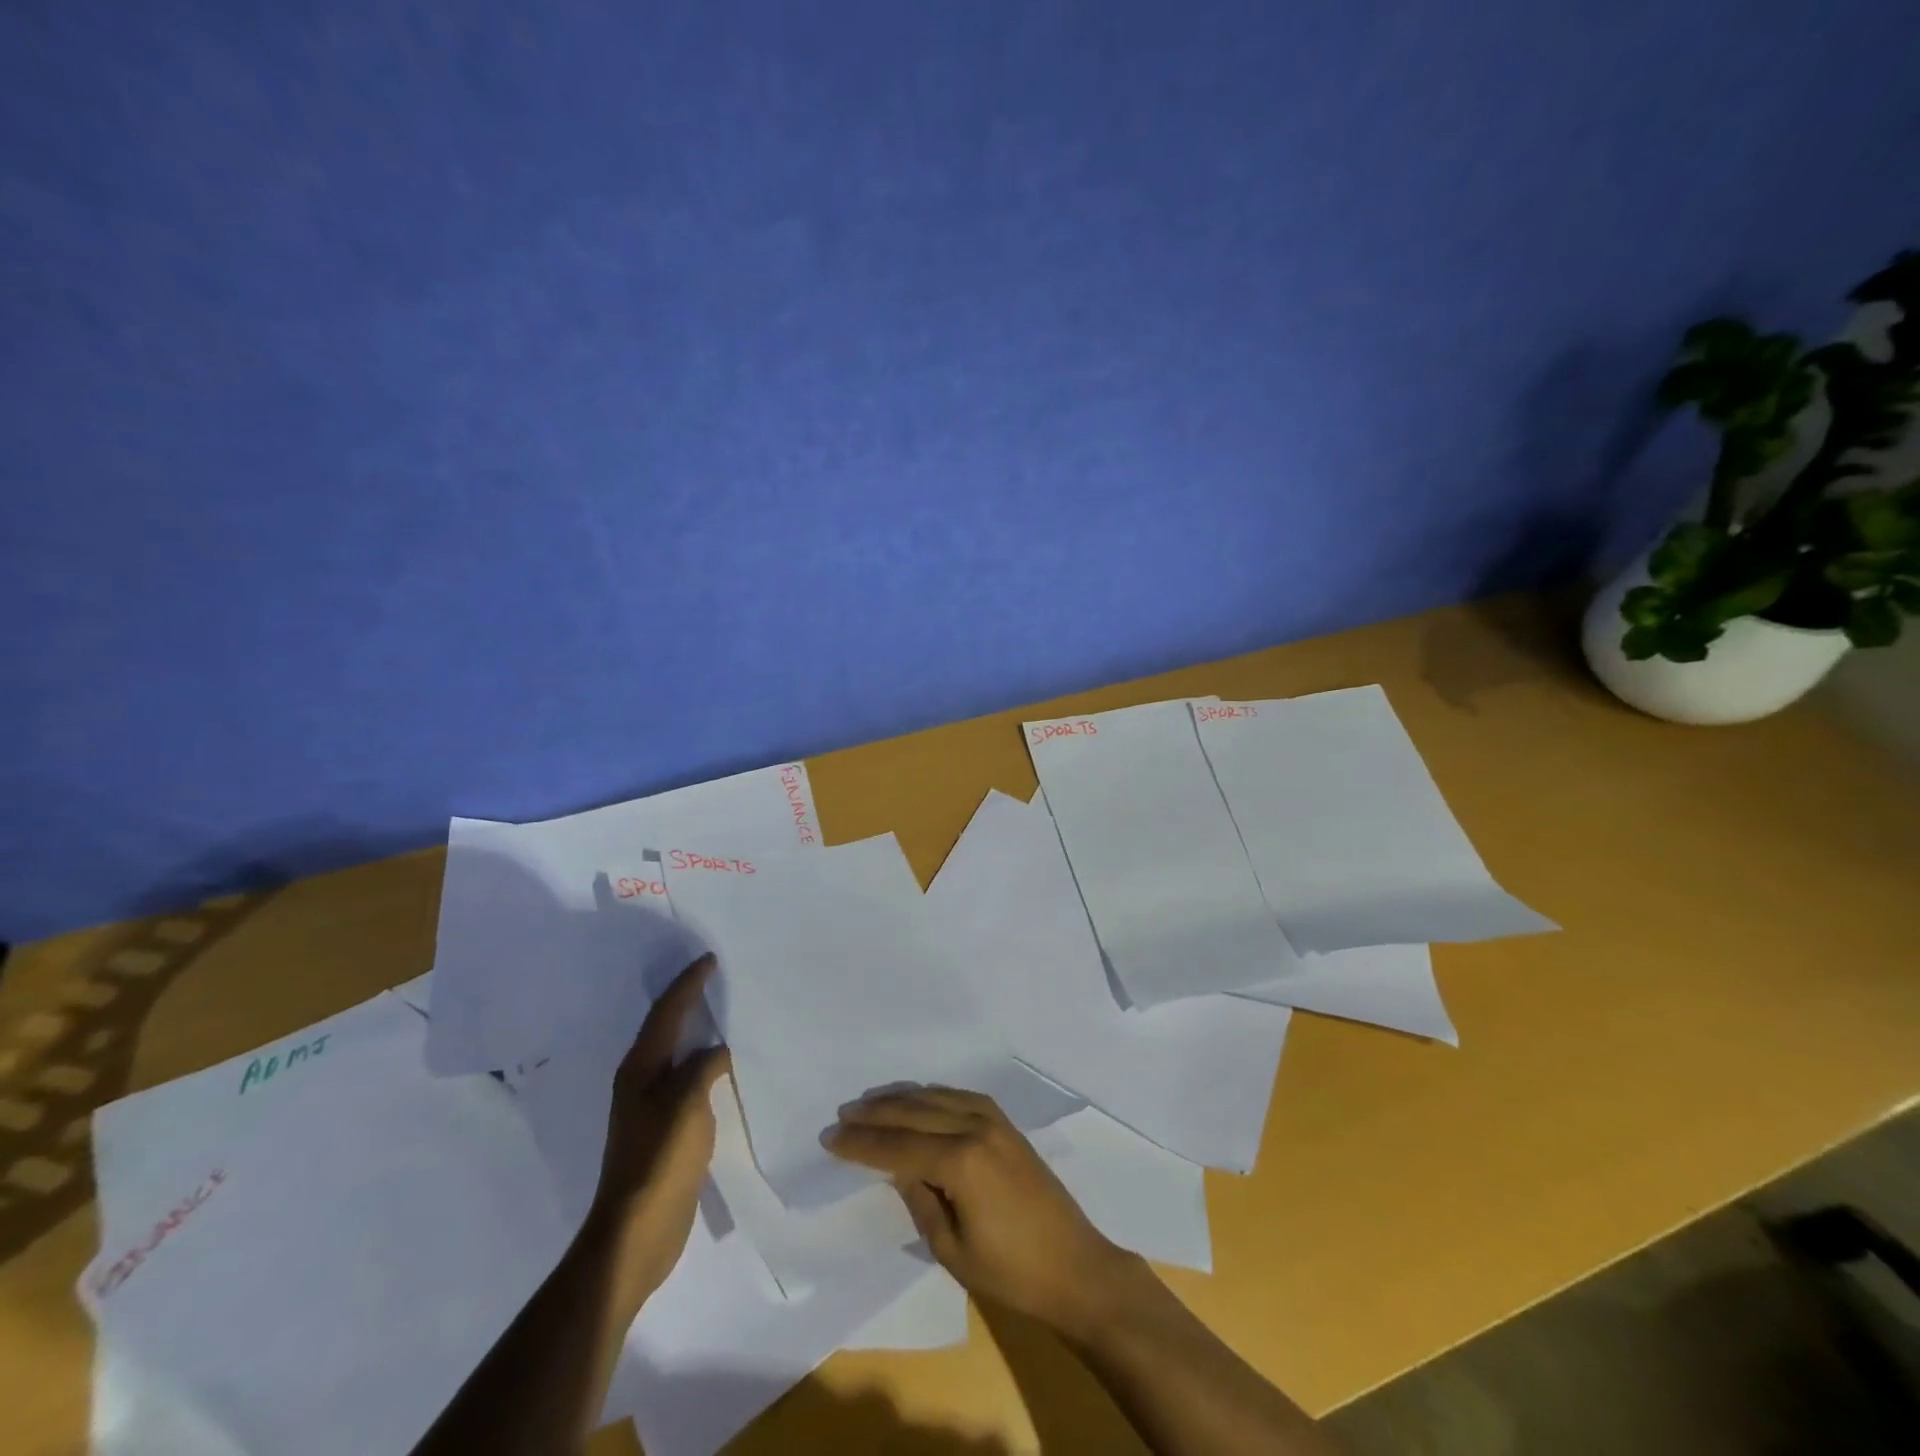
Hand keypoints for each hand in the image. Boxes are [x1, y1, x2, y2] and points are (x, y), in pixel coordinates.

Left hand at [588, 955, 730, 1309]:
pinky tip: (724, 1066)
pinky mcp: (666, 1129)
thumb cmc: (659, 1160)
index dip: (688, 984)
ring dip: (697, 1031)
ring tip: (724, 1013)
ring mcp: (651, 1107)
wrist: (635, 1232)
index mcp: (640, 1068)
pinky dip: (705, 1062)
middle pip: (666, 1028)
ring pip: (677, 1053)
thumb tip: (718, 1052)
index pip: (667, 1012)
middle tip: (717, 978)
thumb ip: (703, 1068)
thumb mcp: (686, 1105)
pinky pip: (688, 1079)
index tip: (710, 959)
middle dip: (688, 1000)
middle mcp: (641, 1080)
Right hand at [825, 1087, 1134, 1335]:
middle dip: (875, 1113)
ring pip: (936, 1097)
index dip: (861, 1143)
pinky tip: (917, 1100)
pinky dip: (931, 1096)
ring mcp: (994, 1121)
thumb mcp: (951, 1249)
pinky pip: (959, 1097)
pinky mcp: (1006, 1124)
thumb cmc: (1011, 1273)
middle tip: (842, 1114)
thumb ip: (919, 1200)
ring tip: (870, 1102)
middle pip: (914, 1112)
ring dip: (901, 1099)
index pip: (898, 1145)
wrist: (1075, 1267)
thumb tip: (896, 1168)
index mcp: (961, 1161)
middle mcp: (976, 1127)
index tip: (829, 1137)